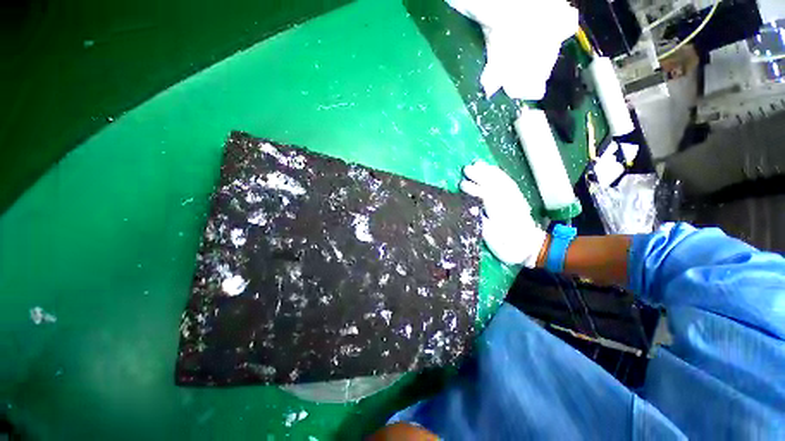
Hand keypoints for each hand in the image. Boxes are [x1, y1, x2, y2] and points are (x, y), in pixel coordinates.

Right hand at [460, 161, 546, 266]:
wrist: (532, 248)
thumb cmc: (510, 248)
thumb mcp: (495, 244)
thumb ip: (485, 226)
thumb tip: (474, 211)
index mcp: (502, 216)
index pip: (487, 198)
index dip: (475, 190)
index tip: (462, 185)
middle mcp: (510, 204)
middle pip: (495, 185)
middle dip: (480, 175)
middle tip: (466, 169)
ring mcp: (515, 200)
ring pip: (502, 181)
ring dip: (489, 172)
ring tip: (477, 164)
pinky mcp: (517, 198)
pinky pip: (509, 183)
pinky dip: (499, 174)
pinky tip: (491, 170)